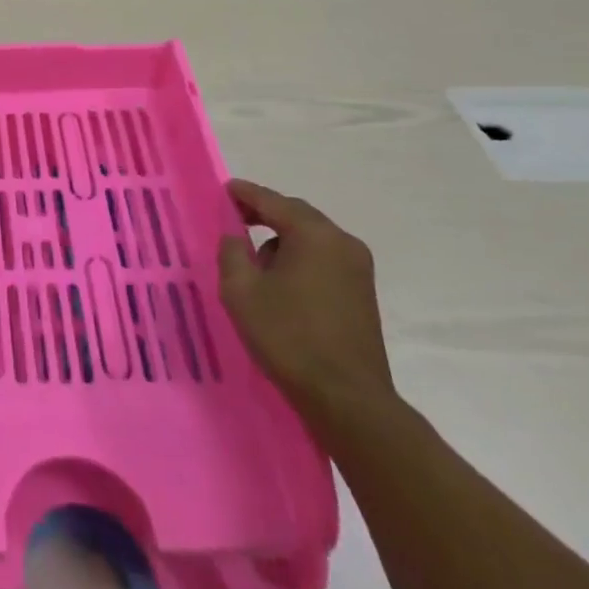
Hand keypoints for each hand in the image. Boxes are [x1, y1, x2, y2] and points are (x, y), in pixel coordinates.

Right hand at [218, 180, 394, 424]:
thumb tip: (235, 237)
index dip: (245, 194)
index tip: (224, 189)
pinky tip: (282, 283)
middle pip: (297, 216)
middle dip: (266, 214)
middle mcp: (342, 243)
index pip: (273, 201)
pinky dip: (301, 260)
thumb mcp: (241, 291)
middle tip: (235, 219)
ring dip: (284, 241)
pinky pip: (324, 260)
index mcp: (314, 235)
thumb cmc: (289, 337)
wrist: (347, 399)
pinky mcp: (363, 294)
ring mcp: (359, 270)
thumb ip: (232, 253)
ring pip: (312, 239)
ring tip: (256, 261)